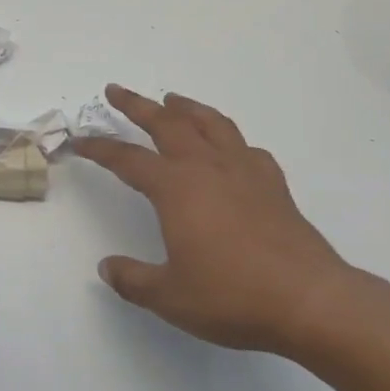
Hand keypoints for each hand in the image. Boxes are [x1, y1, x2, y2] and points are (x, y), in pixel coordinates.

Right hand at [73, 85, 357, 357]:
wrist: (309, 299)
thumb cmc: (232, 296)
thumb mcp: (170, 296)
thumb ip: (132, 279)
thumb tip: (107, 267)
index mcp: (176, 188)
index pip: (127, 159)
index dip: (100, 148)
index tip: (80, 141)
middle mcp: (208, 168)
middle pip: (167, 123)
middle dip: (138, 105)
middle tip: (117, 91)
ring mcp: (245, 172)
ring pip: (211, 124)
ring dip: (187, 107)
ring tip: (173, 99)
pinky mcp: (274, 185)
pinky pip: (246, 149)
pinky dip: (230, 140)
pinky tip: (229, 149)